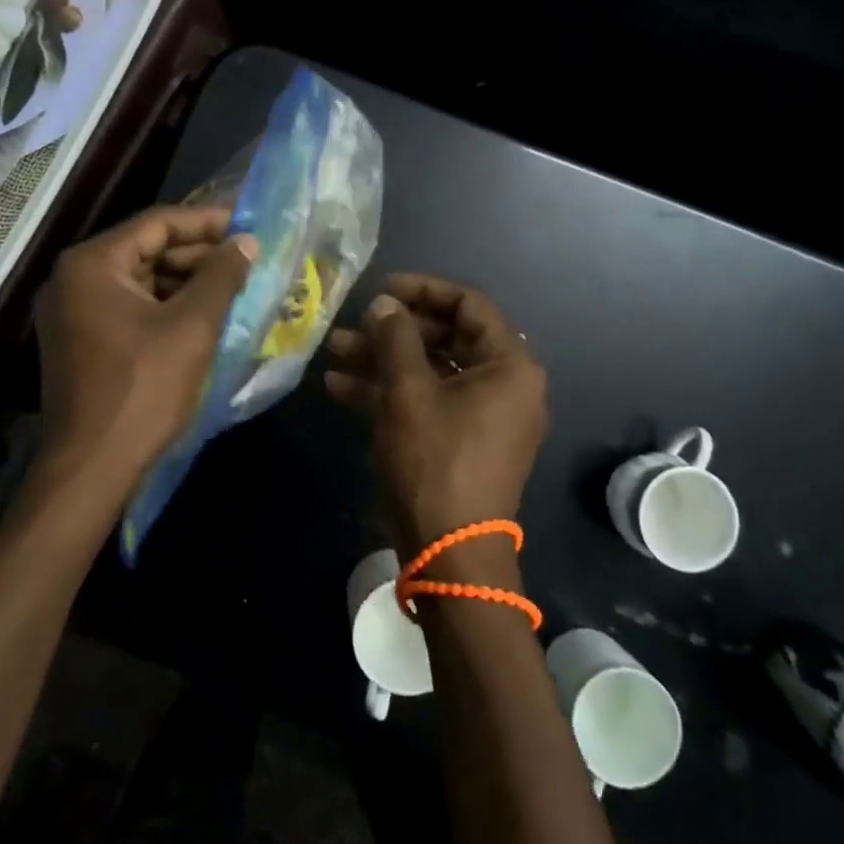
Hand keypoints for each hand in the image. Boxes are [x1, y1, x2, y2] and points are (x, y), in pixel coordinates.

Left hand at [34, 205, 257, 503]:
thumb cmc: (143, 389)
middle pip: (146, 249)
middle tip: (246, 259)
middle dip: (198, 254)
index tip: (247, 226)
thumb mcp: (192, 327)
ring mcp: (73, 312)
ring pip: (140, 280)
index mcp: (92, 264)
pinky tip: (205, 315)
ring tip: (234, 286)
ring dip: (186, 281)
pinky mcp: (81, 340)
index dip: (207, 222)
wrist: (91, 470)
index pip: (157, 223)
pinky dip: (167, 306)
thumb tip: (246, 241)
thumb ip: (221, 276)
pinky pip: (130, 306)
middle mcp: (73, 279)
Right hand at [325, 274, 548, 555]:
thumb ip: (395, 338)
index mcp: (509, 366)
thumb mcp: (408, 392)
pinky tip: (340, 386)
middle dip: (393, 331)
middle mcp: (504, 385)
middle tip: (353, 326)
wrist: (448, 554)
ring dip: (383, 360)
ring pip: (430, 370)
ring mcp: (482, 415)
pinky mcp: (460, 440)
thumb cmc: (435, 461)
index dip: (423, 290)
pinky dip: (388, 391)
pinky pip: (426, 401)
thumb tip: (385, 303)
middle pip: (446, 337)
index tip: (382, 289)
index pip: (469, 305)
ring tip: (334, 351)